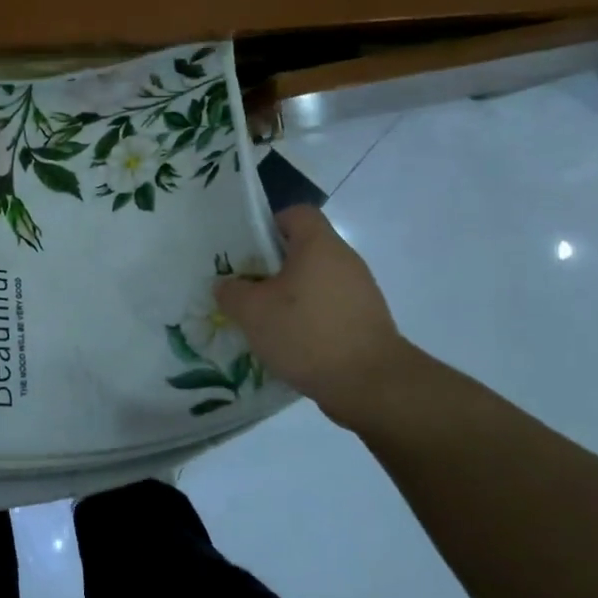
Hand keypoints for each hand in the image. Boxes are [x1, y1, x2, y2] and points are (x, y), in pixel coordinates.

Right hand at [215, 206, 417, 429]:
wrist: (370, 383)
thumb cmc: (307, 333)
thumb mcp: (253, 312)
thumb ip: (232, 292)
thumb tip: (226, 285)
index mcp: (319, 245)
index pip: (296, 214)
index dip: (270, 225)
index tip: (249, 252)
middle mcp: (345, 260)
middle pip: (304, 250)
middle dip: (274, 267)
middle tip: (248, 289)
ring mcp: (360, 291)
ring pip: (316, 282)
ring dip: (291, 297)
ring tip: (266, 322)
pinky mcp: (366, 321)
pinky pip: (330, 308)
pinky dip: (310, 319)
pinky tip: (292, 344)